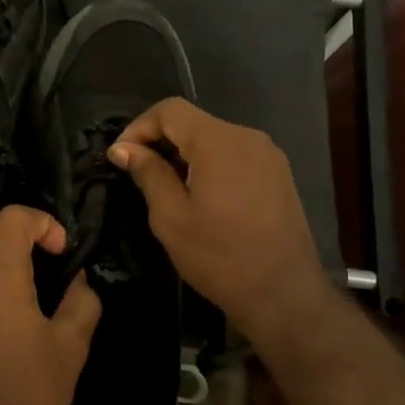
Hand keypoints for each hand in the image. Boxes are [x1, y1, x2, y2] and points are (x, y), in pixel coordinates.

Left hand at [0, 206, 101, 404]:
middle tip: (56, 271)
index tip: (63, 253)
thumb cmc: (28, 393)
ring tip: (38, 299)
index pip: (11, 218)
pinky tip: (12, 325)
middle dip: (26, 242)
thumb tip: (79, 281)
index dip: (42, 223)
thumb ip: (81, 302)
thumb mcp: (70, 347)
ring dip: (8, 266)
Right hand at [108, 98, 333, 341]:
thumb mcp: (170, 216)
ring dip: (185, 155)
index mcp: (219, 141)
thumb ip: (148, 173)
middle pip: (194, 122)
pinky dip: (210, 165)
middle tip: (139, 175)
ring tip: (168, 189)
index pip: (170, 110)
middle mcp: (247, 137)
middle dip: (161, 141)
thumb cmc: (219, 257)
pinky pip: (235, 156)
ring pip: (215, 139)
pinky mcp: (279, 175)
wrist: (283, 295)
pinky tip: (201, 198)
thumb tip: (124, 148)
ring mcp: (268, 156)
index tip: (121, 157)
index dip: (139, 126)